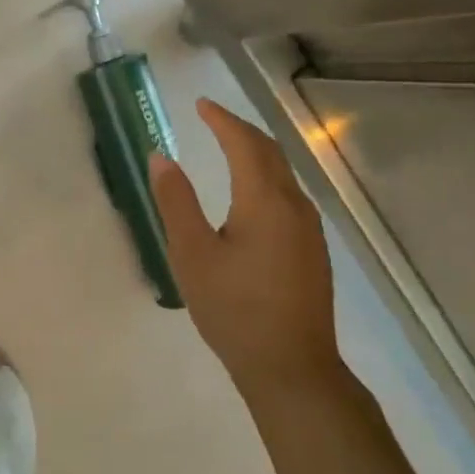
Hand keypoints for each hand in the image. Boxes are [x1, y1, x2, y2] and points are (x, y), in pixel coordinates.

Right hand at [150, 98, 340, 397]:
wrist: (292, 368)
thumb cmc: (234, 309)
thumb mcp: (192, 255)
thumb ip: (176, 201)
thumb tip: (161, 157)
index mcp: (264, 201)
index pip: (244, 143)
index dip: (222, 120)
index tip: (201, 105)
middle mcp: (294, 206)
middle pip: (270, 152)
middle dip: (241, 130)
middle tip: (213, 119)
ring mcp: (309, 229)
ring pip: (283, 174)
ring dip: (257, 152)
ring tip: (229, 147)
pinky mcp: (313, 250)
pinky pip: (289, 195)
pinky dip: (267, 177)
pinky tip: (252, 195)